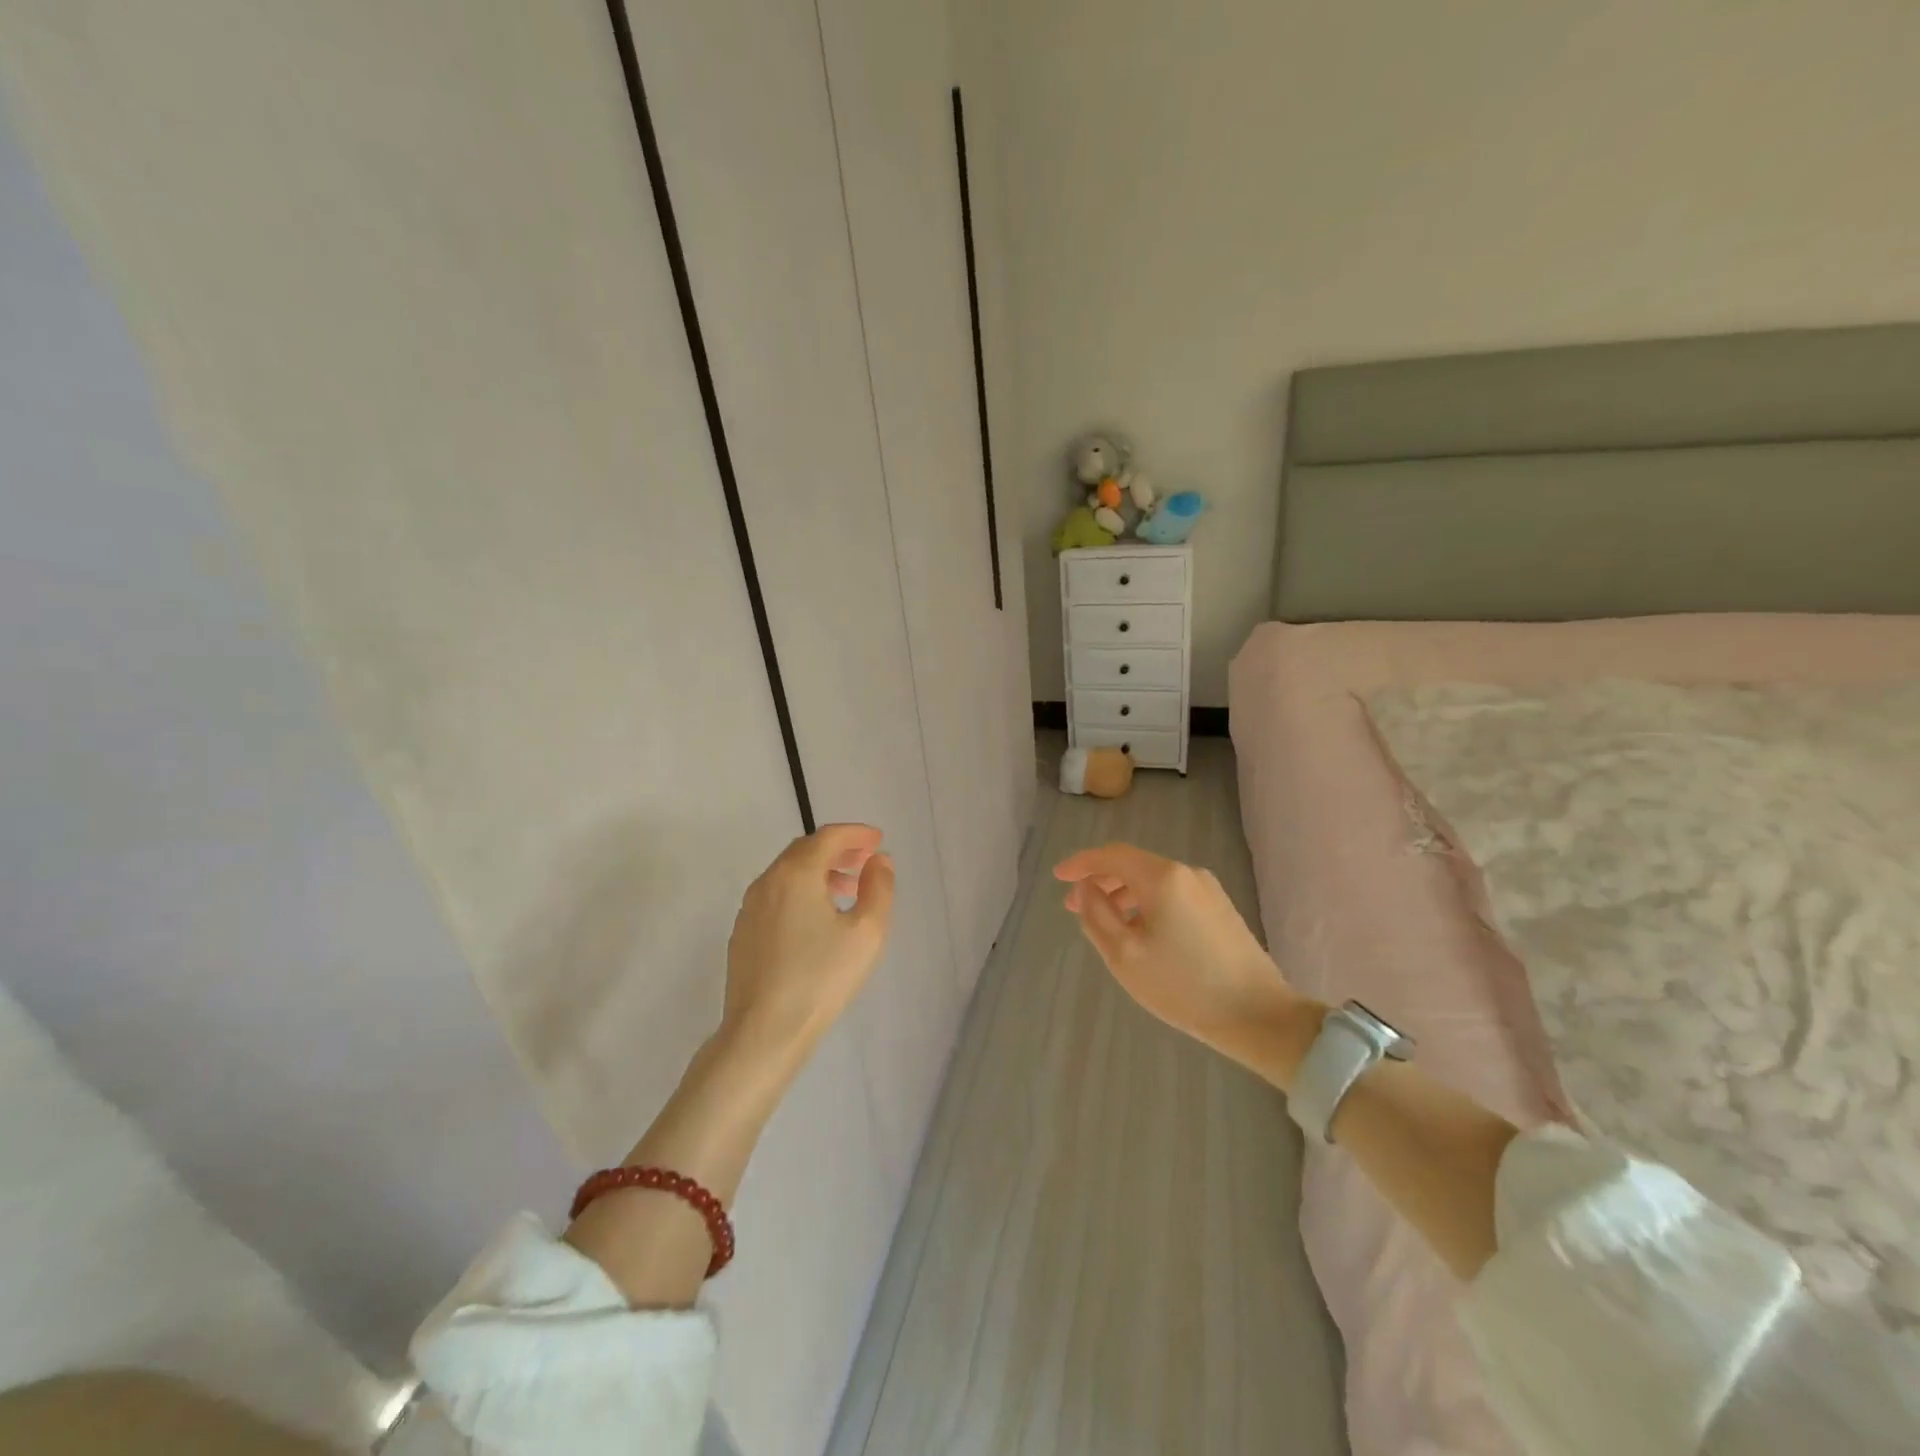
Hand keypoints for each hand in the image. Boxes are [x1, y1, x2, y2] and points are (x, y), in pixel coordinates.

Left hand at [721, 823, 894, 1069]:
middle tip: (865, 860)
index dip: (855, 833)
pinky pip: (775, 896)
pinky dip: (800, 891)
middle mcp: (767, 882)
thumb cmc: (821, 978)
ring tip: (847, 888)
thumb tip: (879, 861)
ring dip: (819, 871)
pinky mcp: (743, 933)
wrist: (763, 1032)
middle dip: (837, 849)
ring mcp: (749, 908)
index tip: (877, 839)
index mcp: (796, 874)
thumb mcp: (866, 932)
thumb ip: (878, 888)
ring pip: (787, 873)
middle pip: (804, 850)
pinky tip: (816, 918)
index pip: (828, 837)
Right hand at [1055, 843, 1302, 1070]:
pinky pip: (1172, 895)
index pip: (1111, 855)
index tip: (1058, 877)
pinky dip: (1146, 904)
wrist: (1259, 1016)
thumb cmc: (1183, 986)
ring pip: (1153, 881)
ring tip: (1103, 923)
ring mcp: (1208, 890)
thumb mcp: (1124, 954)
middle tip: (1074, 907)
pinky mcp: (1220, 910)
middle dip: (1100, 881)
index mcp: (1163, 877)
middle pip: (1133, 865)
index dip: (1081, 863)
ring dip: (1122, 895)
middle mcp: (1187, 873)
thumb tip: (1086, 888)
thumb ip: (1097, 915)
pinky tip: (1139, 932)